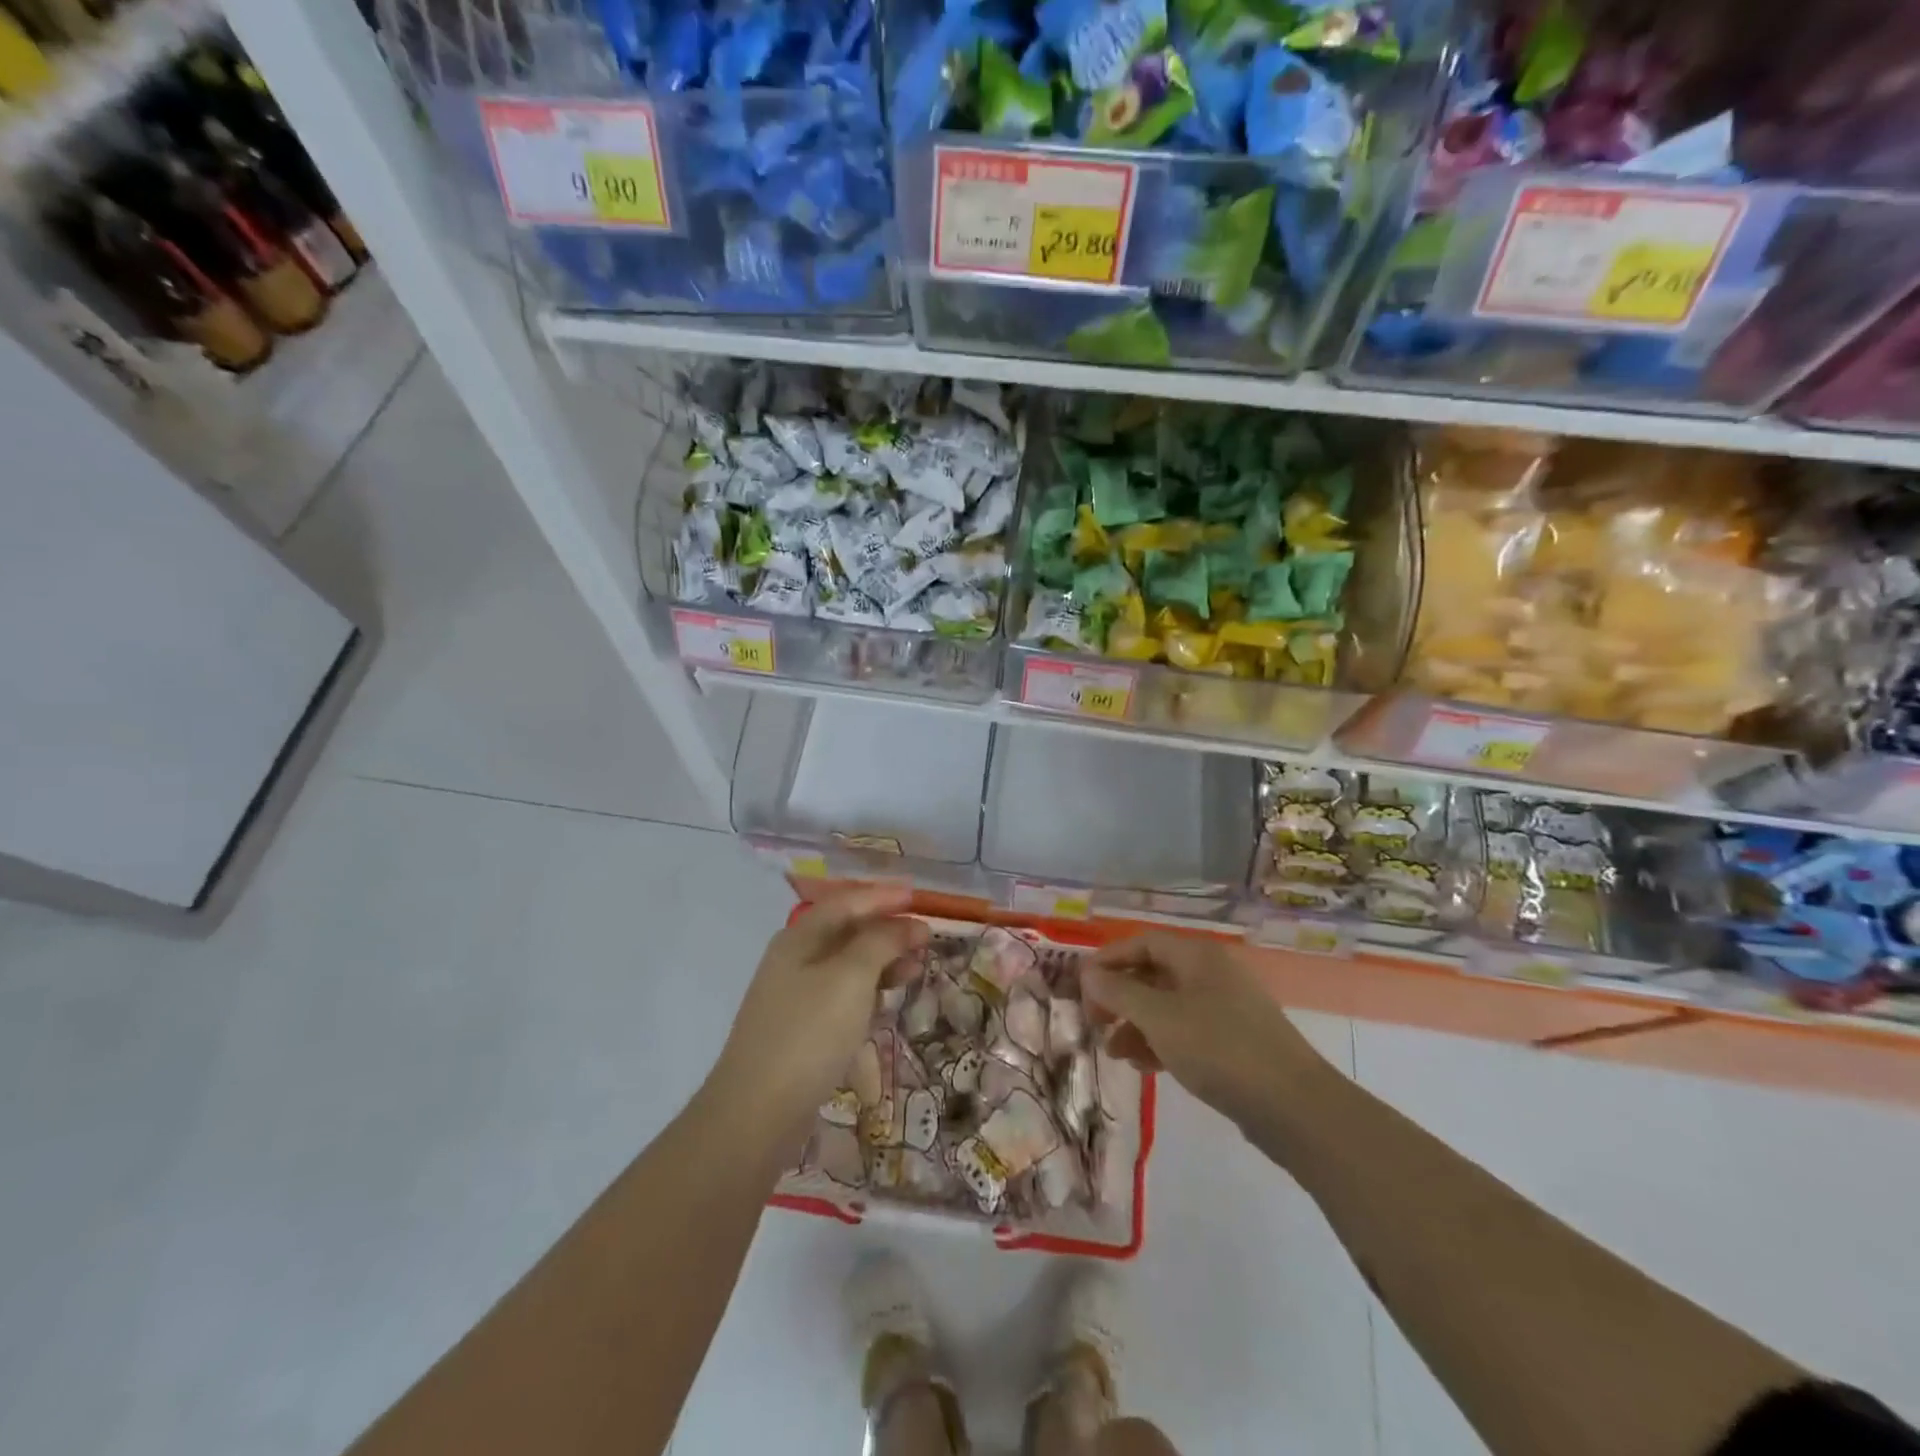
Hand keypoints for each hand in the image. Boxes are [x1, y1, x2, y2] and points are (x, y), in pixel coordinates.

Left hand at [709, 885, 927, 1138]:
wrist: (757, 1112)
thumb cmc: (809, 1033)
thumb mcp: (850, 977)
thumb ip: (881, 942)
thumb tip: (908, 923)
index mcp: (800, 937)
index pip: (847, 902)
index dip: (883, 896)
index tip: (919, 897)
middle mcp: (796, 959)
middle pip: (848, 931)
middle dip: (888, 930)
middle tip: (927, 937)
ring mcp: (797, 995)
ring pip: (848, 965)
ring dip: (883, 961)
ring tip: (917, 969)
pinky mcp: (803, 1029)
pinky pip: (843, 995)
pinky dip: (870, 991)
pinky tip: (889, 1001)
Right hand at [1084, 932, 1328, 1134]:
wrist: (1294, 1107)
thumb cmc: (1219, 1049)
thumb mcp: (1159, 1018)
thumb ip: (1119, 993)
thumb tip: (1088, 974)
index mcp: (1197, 956)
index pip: (1142, 943)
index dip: (1108, 960)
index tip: (1081, 986)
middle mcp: (1212, 974)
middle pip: (1153, 973)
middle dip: (1119, 996)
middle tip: (1094, 1021)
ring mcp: (1225, 1008)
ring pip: (1167, 1006)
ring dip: (1135, 1024)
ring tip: (1113, 1051)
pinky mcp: (1234, 1042)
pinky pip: (1186, 1031)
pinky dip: (1160, 1042)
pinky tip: (1143, 1066)